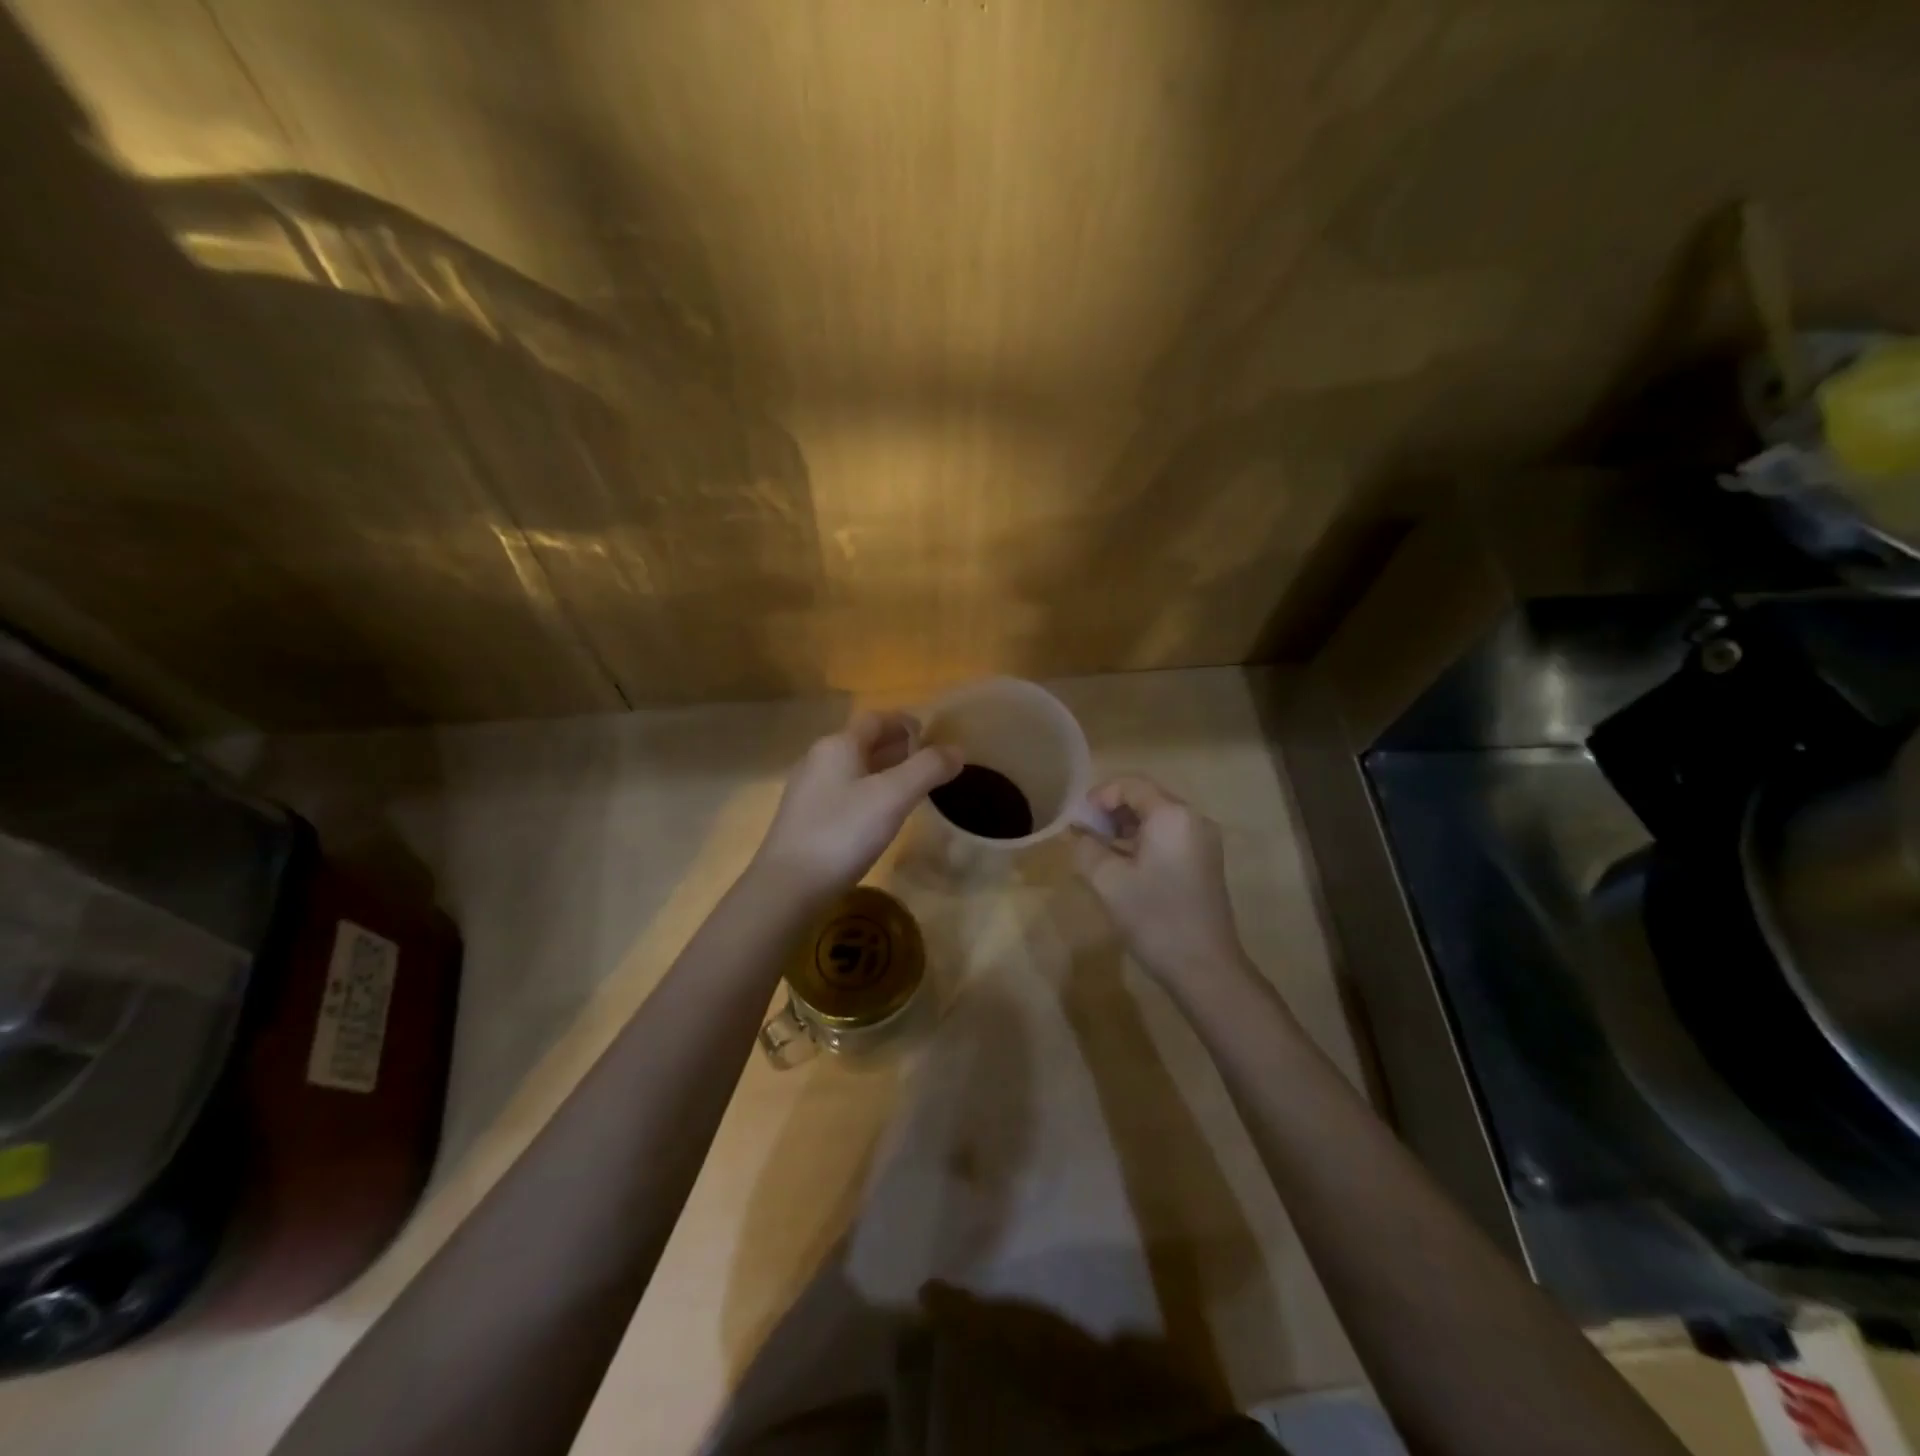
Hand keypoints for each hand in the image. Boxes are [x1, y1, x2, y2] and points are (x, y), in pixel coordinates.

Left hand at [753, 709, 960, 900]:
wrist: (788, 886)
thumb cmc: (843, 832)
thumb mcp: (893, 797)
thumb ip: (927, 769)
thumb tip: (957, 750)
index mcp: (838, 745)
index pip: (875, 719)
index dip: (904, 722)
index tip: (931, 734)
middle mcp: (819, 759)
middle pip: (862, 742)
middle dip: (896, 747)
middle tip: (928, 762)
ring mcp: (808, 790)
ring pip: (853, 769)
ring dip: (883, 770)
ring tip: (911, 787)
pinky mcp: (805, 818)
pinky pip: (844, 792)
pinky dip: (868, 792)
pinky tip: (880, 815)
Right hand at [1072, 776, 1249, 985]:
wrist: (1205, 967)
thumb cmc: (1154, 918)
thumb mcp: (1107, 881)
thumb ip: (1087, 848)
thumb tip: (1079, 834)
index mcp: (1172, 815)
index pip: (1131, 785)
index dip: (1099, 795)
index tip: (1078, 820)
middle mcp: (1193, 819)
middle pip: (1147, 797)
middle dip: (1112, 811)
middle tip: (1085, 835)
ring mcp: (1203, 841)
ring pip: (1158, 818)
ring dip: (1126, 827)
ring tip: (1100, 851)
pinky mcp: (1205, 862)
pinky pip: (1170, 836)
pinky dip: (1144, 841)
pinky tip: (1124, 866)